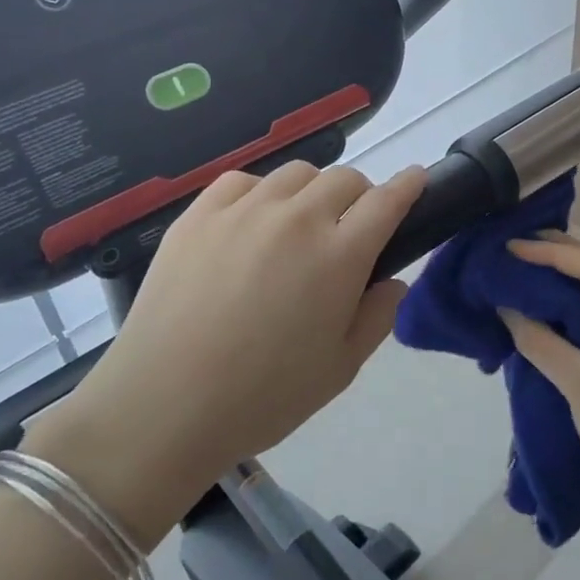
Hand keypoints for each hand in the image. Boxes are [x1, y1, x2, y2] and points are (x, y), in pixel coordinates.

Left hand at [26, 162, 426, 537]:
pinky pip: (243, 180)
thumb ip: (378, 316)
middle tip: (349, 230)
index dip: (408, 186)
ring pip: (296, 174)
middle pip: (345, 179)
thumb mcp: (340, 369)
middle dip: (360, 196)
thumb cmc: (263, 397)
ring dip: (312, 192)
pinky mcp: (199, 213)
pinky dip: (260, 193)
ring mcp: (244, 210)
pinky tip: (252, 223)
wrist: (163, 405)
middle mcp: (297, 219)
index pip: (387, 201)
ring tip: (298, 226)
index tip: (416, 180)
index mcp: (340, 256)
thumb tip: (393, 281)